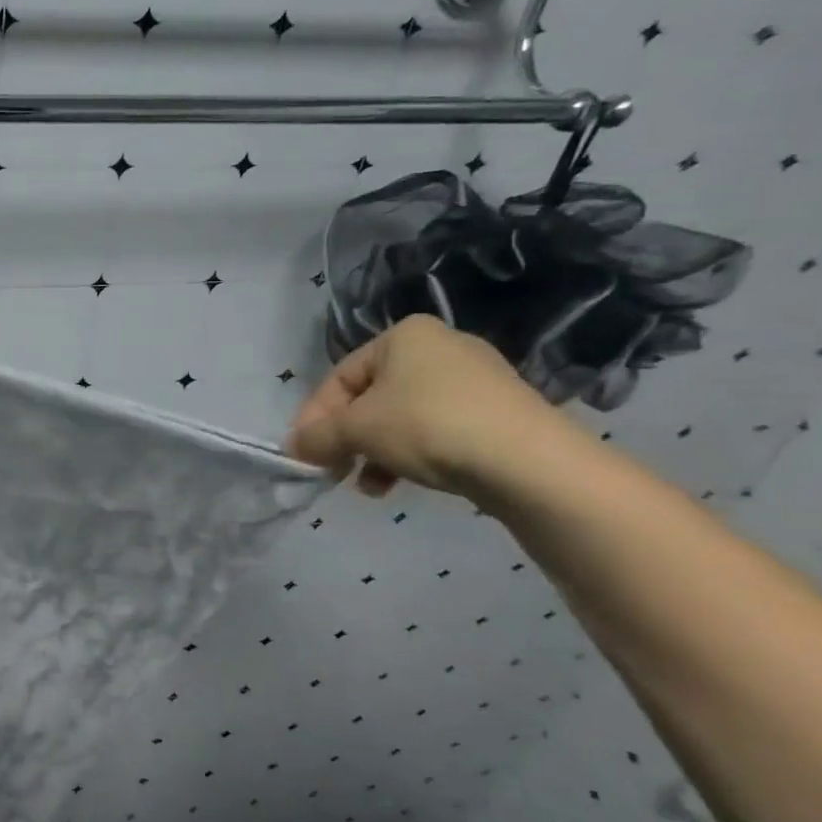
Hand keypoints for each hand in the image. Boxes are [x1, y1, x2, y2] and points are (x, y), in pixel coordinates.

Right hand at [286, 315, 568, 497]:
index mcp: (403, 336)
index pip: (339, 378)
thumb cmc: (427, 427)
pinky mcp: (496, 412)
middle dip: (346, 438)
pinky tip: (399, 484)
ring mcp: (474, 379)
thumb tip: (293, 447)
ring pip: (400, 417)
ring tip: (367, 486)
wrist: (528, 462)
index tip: (303, 453)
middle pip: (370, 398)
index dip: (314, 417)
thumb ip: (316, 437)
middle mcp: (439, 347)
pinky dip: (410, 454)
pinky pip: (435, 430)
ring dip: (374, 452)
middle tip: (332, 470)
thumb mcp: (356, 430)